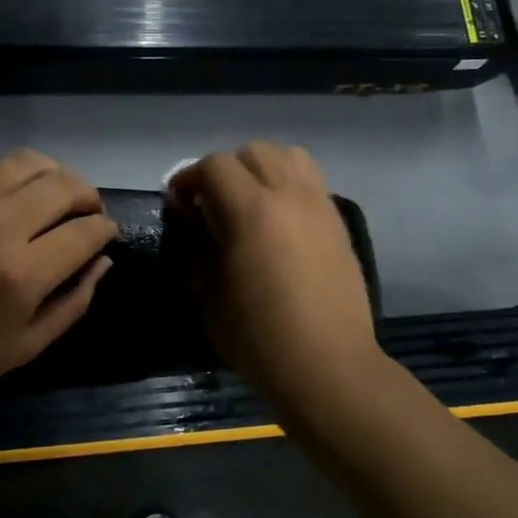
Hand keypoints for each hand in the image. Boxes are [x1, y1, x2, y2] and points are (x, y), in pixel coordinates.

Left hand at [0, 150, 117, 404]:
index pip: (87, 230)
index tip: (105, 235)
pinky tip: (19, 192)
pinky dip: (19, 172)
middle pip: (65, 185)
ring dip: (56, 176)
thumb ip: (74, 302)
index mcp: (23, 274)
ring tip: (56, 196)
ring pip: (31, 162)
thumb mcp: (26, 347)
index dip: (106, 229)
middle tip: (87, 213)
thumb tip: (102, 260)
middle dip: (89, 196)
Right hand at [167, 143, 379, 398]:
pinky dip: (289, 184)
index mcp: (252, 211)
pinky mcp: (338, 222)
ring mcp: (319, 205)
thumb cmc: (259, 337)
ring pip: (288, 156)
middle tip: (212, 202)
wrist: (328, 366)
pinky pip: (311, 181)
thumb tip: (189, 214)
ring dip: (262, 169)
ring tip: (250, 201)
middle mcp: (289, 195)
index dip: (189, 178)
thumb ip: (196, 243)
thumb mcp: (208, 293)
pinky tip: (280, 219)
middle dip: (225, 169)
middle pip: (253, 151)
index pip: (214, 165)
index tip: (179, 203)